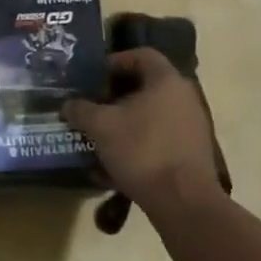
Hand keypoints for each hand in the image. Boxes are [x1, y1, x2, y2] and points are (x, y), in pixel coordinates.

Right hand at [63, 49, 223, 213]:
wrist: (184, 204)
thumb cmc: (142, 151)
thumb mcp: (101, 127)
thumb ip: (81, 110)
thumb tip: (68, 105)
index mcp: (166, 81)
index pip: (141, 55)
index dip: (115, 61)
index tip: (94, 77)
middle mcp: (184, 98)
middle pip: (145, 87)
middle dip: (115, 97)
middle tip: (93, 108)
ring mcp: (192, 128)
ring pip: (151, 117)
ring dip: (124, 125)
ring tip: (99, 140)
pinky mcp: (192, 156)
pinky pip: (159, 142)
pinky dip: (137, 149)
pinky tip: (112, 170)